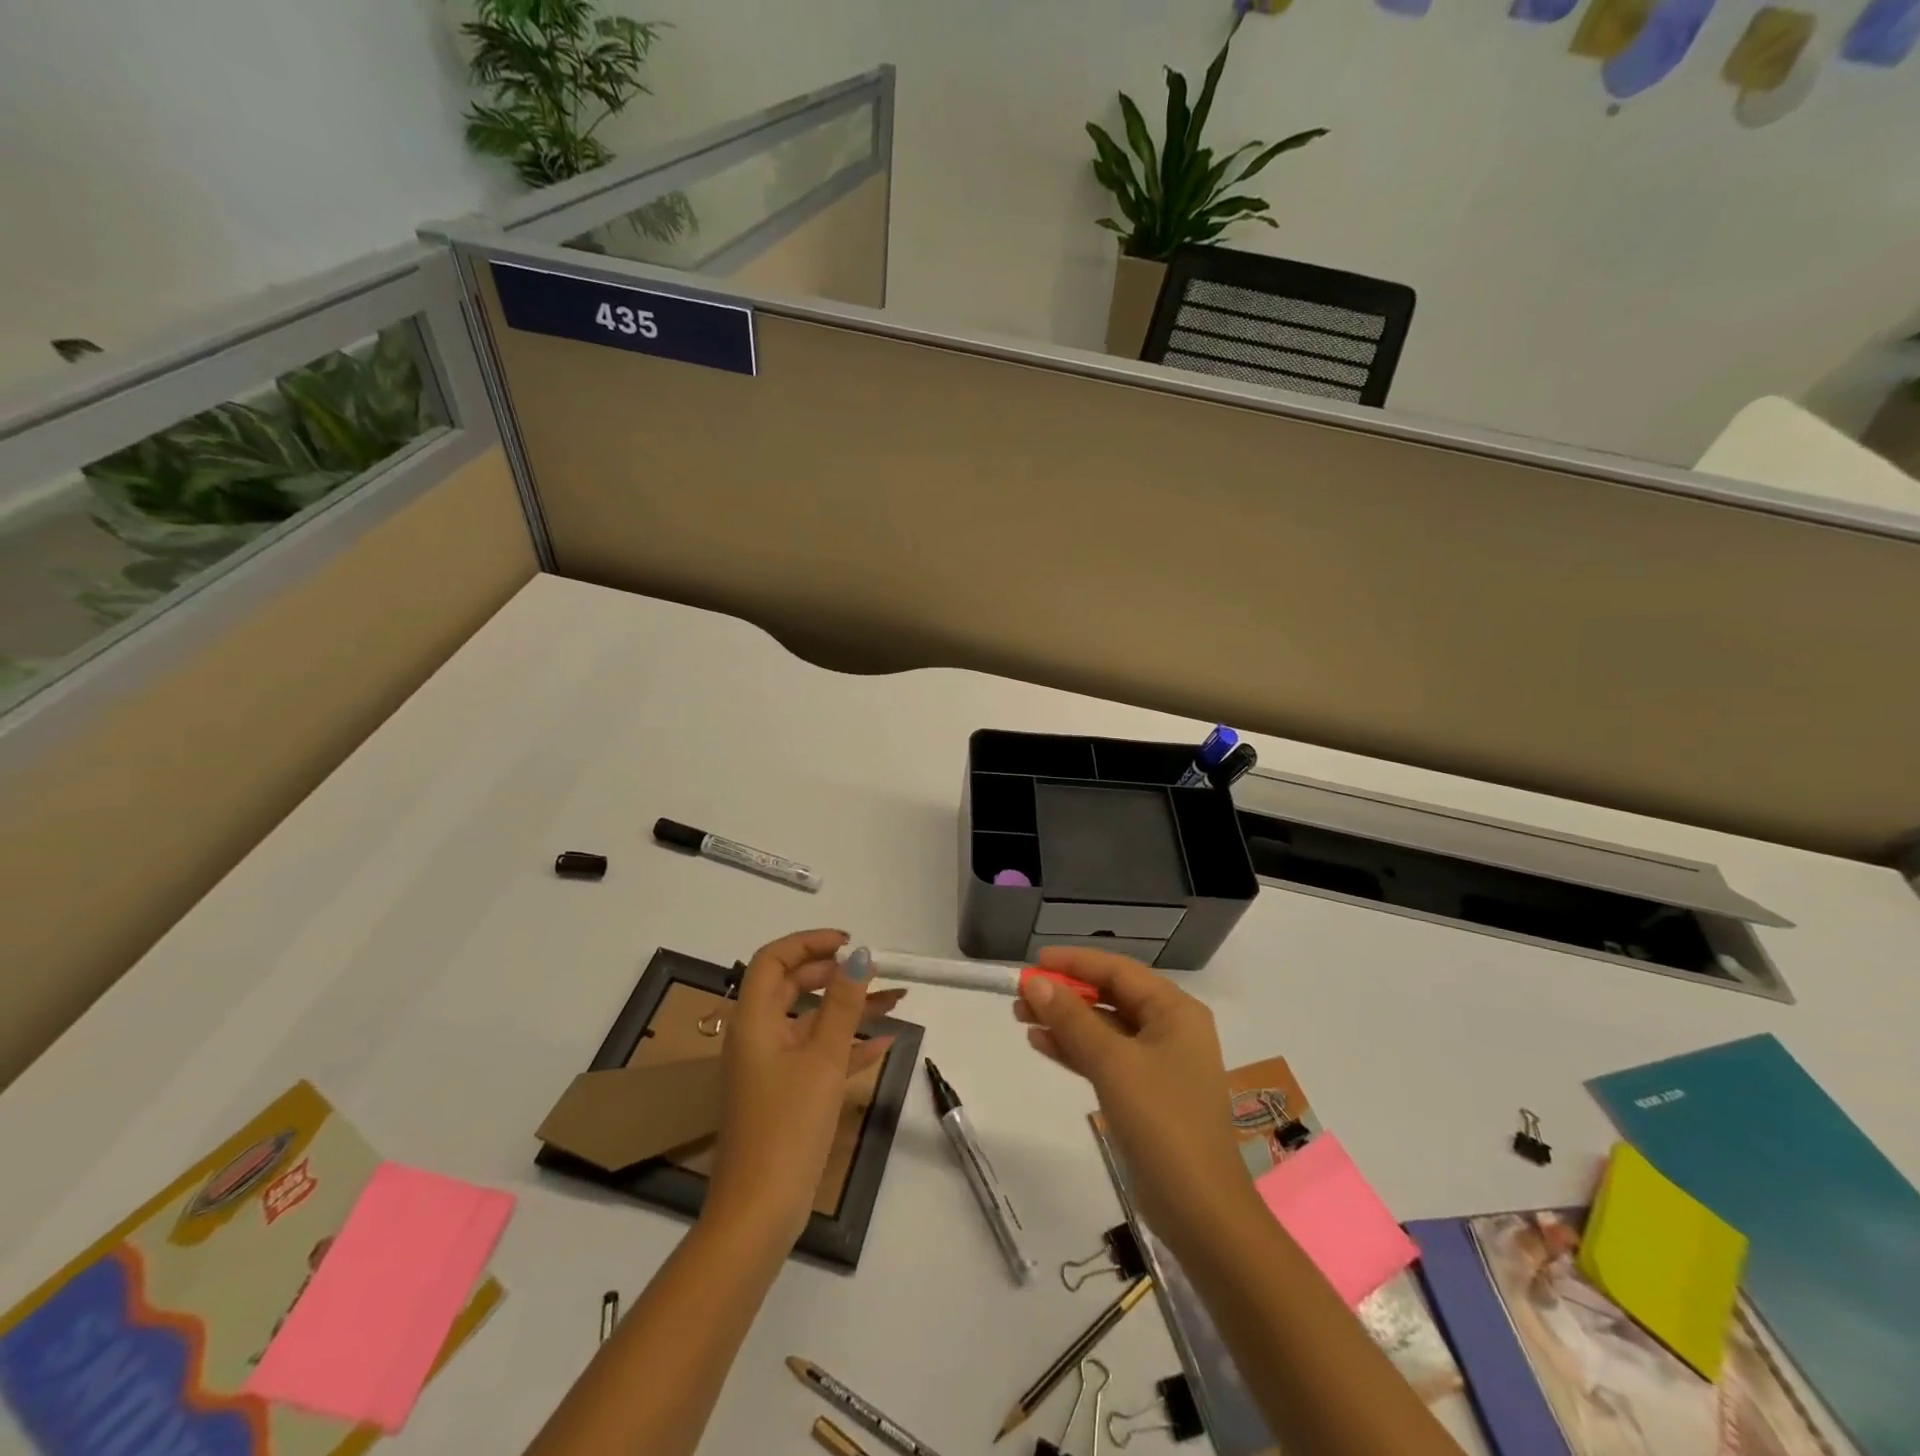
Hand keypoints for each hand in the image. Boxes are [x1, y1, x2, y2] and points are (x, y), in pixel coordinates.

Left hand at [706, 930, 903, 1243]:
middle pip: (792, 986)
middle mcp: (758, 1037)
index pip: (773, 960)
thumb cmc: (787, 1127)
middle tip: (872, 970)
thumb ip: (842, 1004)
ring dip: (849, 1009)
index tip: (849, 945)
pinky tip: (884, 1043)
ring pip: (812, 1022)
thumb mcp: (822, 1059)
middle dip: (834, 974)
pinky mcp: (786, 1095)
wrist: (759, 1214)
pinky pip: (818, 1055)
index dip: (809, 943)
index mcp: (754, 1021)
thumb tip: (859, 956)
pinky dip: (847, 1045)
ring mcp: (771, 1068)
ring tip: (896, 999)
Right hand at [1015, 946, 1250, 1245]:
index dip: (1076, 962)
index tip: (1035, 962)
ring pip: (1104, 1028)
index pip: (1119, 971)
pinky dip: (1076, 1049)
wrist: (1200, 1211)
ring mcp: (1159, 1063)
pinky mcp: (1146, 1093)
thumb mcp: (1112, 1063)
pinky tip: (1041, 1043)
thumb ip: (1072, 1019)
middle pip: (1111, 997)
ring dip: (1065, 1021)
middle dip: (1066, 994)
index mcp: (1175, 1011)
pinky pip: (1106, 1057)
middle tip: (1021, 994)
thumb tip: (1036, 982)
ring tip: (1020, 1016)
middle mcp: (1171, 1028)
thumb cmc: (1162, 1122)